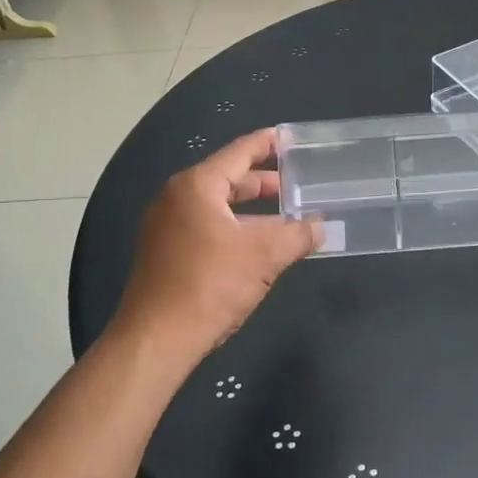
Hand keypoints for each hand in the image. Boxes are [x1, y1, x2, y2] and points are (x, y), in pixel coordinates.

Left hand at [111, 130, 318, 364]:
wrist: (156, 339)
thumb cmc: (210, 285)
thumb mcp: (264, 256)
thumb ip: (297, 235)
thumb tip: (321, 227)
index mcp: (196, 186)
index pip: (238, 153)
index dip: (267, 144)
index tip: (290, 138)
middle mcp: (175, 198)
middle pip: (227, 179)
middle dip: (263, 183)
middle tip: (296, 184)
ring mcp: (165, 227)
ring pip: (217, 207)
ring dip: (250, 211)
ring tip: (284, 217)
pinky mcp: (164, 253)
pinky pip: (205, 228)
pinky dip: (233, 229)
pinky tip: (255, 247)